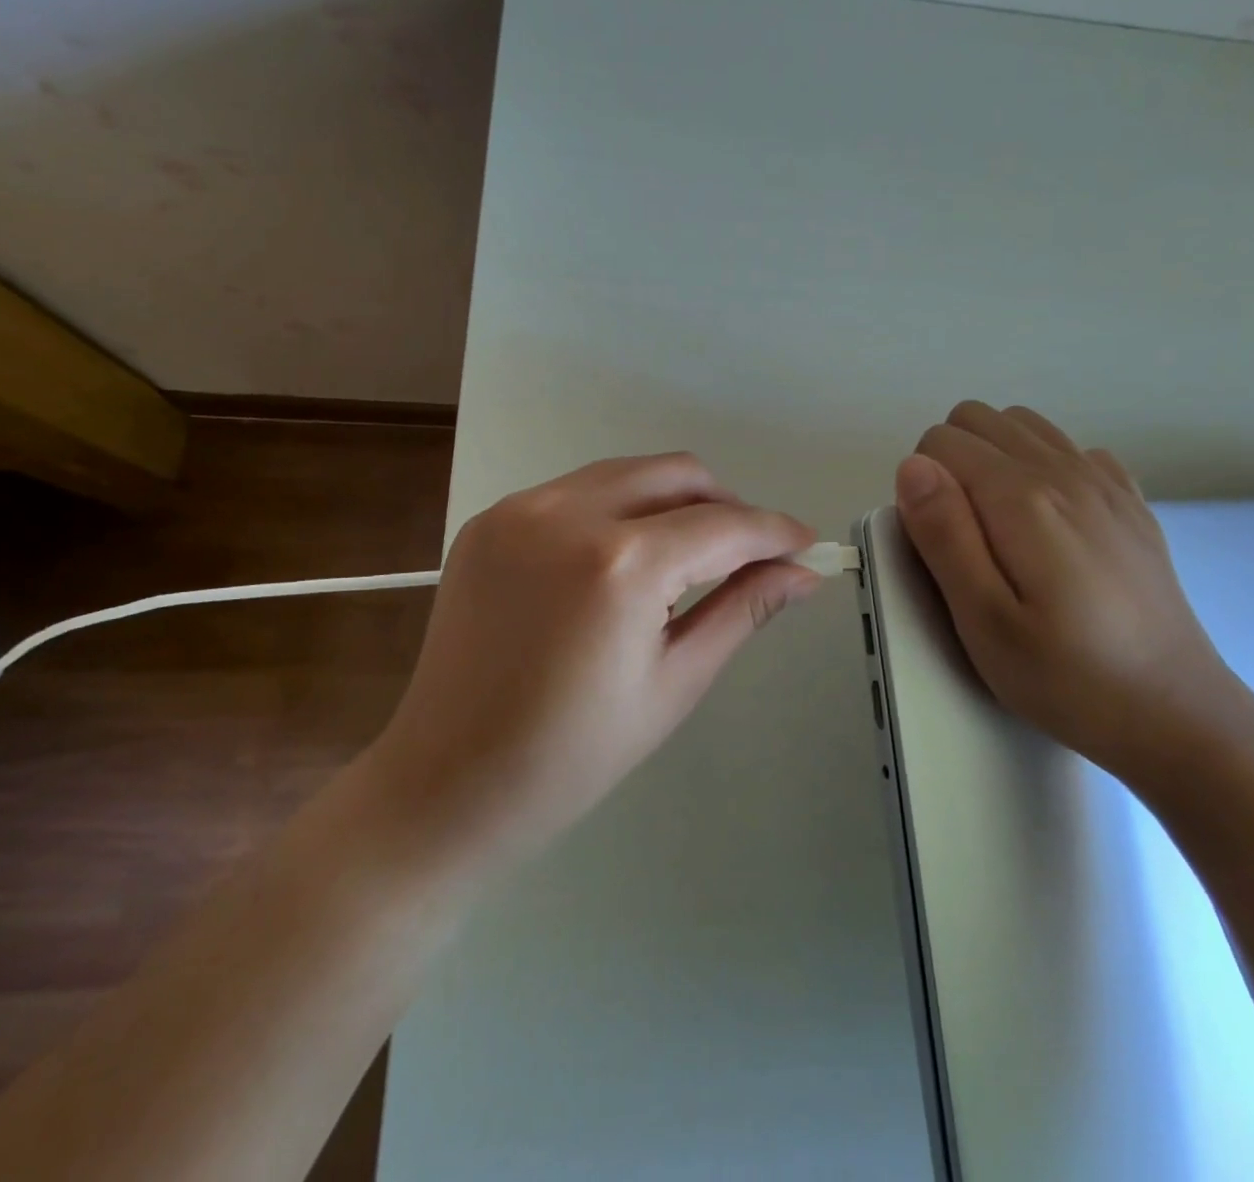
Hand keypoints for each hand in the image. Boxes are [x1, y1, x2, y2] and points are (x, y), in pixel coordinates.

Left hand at [372, 454, 820, 862]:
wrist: (446, 780)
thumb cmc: (572, 755)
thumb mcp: (675, 682)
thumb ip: (742, 609)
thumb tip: (803, 572)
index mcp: (620, 565)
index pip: (723, 525)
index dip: (775, 532)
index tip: (807, 545)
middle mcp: (567, 513)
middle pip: (677, 473)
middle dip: (727, 505)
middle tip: (747, 554)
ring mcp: (520, 509)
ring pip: (627, 473)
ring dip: (673, 502)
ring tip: (688, 558)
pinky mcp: (491, 519)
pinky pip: (577, 491)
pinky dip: (618, 510)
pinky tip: (620, 562)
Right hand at [894, 401, 1244, 784]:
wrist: (1175, 713)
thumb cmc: (1065, 676)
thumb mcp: (983, 621)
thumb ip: (943, 535)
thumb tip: (913, 467)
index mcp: (1021, 498)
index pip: (939, 444)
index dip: (923, 490)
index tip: (942, 546)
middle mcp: (1064, 471)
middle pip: (977, 419)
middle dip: (951, 463)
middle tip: (964, 538)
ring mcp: (1104, 481)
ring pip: (1021, 424)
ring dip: (993, 457)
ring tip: (999, 526)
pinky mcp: (1128, 501)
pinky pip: (1069, 448)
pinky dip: (1043, 466)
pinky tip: (1049, 523)